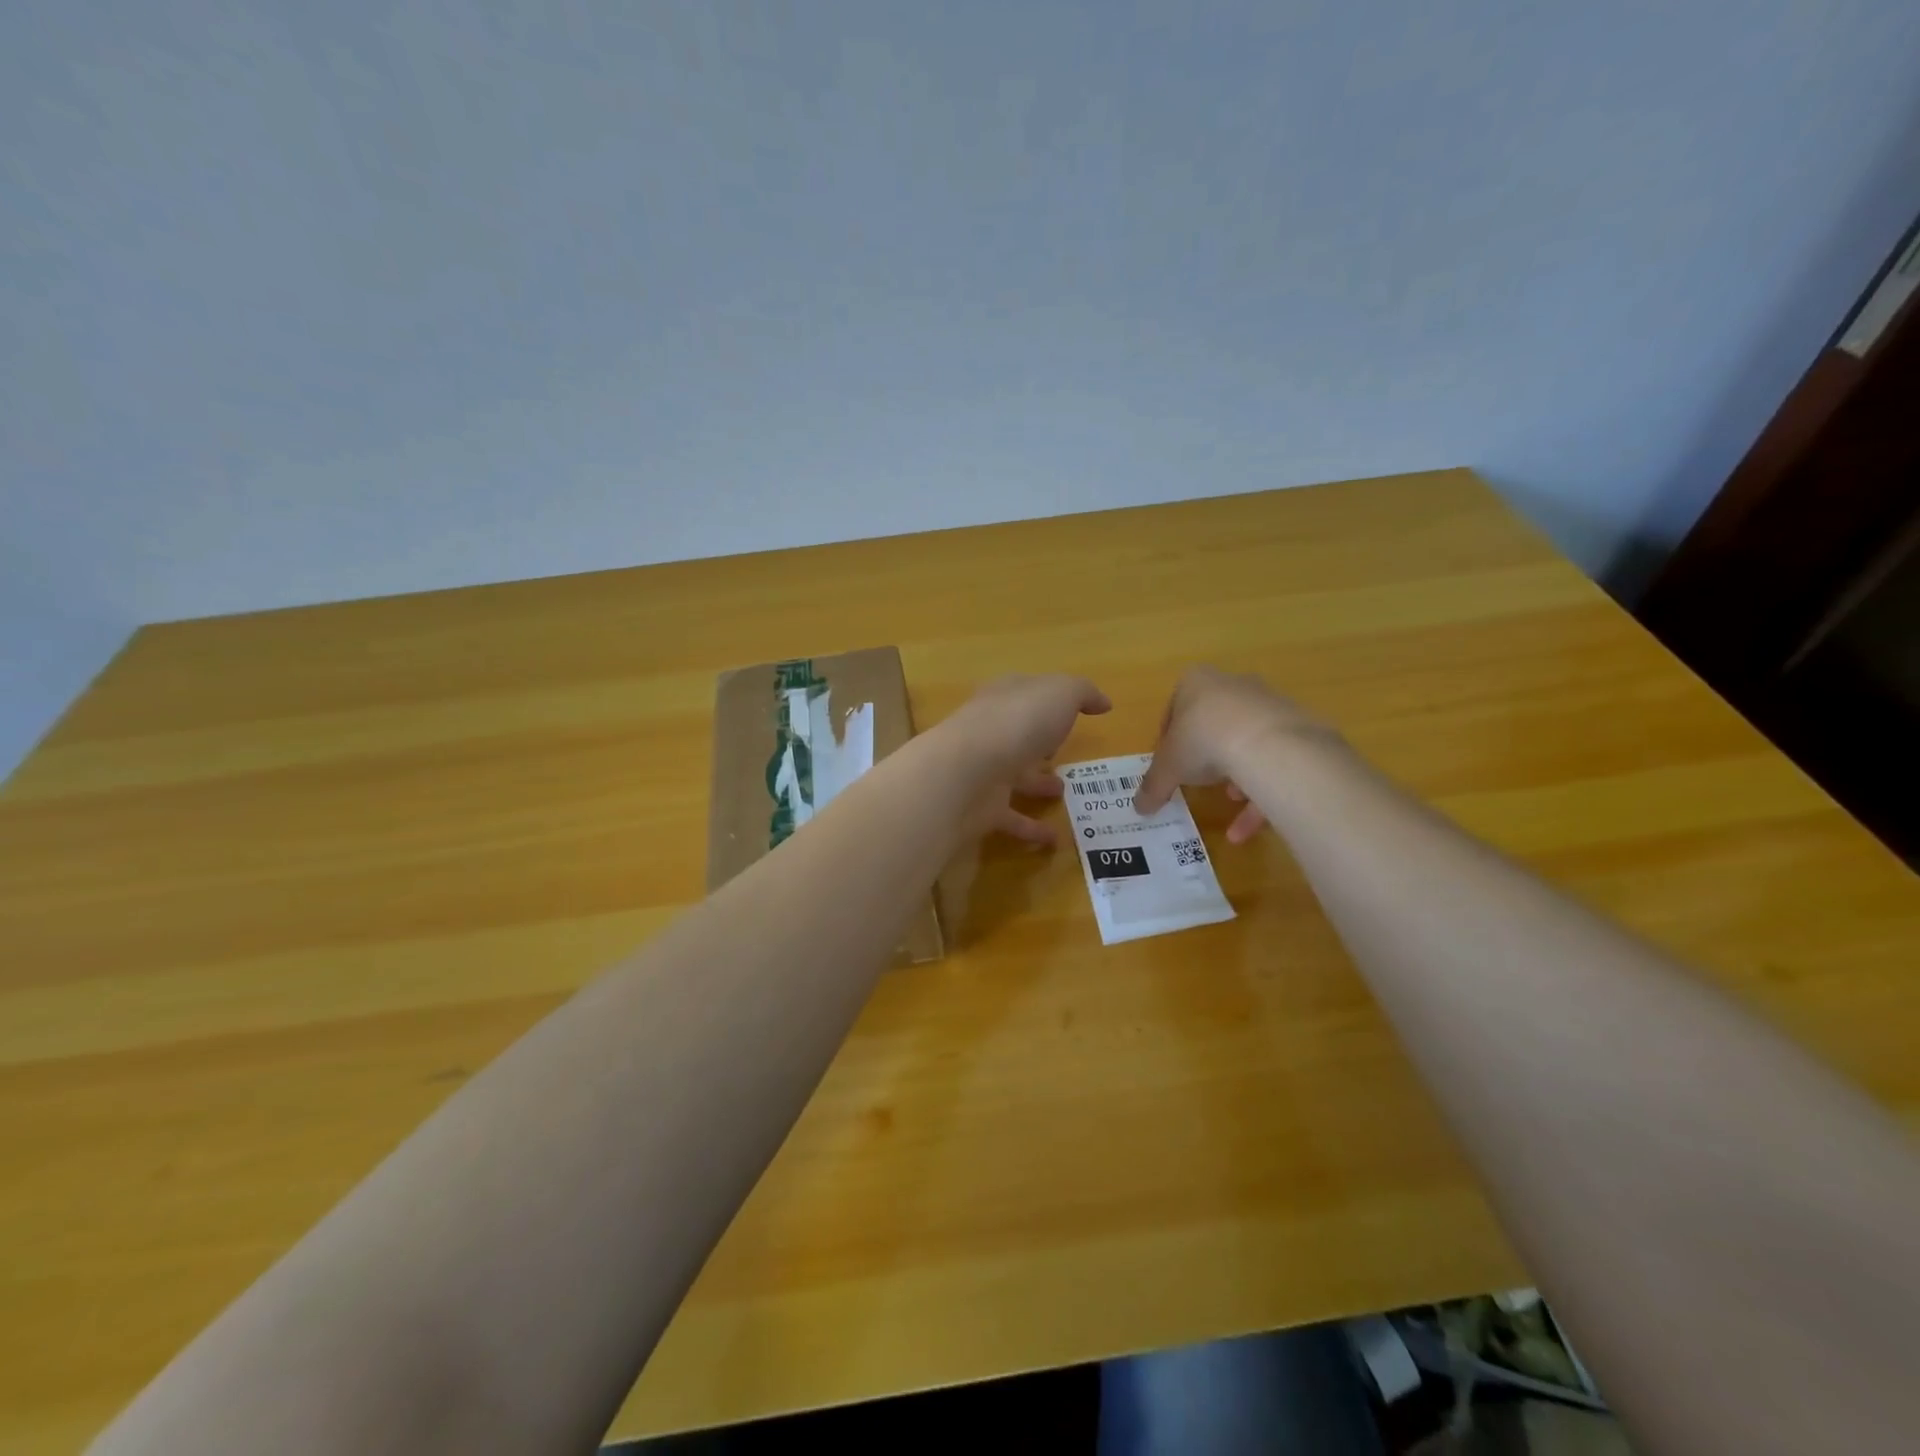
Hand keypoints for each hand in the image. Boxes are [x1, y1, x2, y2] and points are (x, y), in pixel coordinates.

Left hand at [938, 674, 1111, 847]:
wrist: (967, 772)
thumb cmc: (1018, 722)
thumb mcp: (1061, 694)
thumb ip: (1083, 693)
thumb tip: (1103, 702)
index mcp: (1005, 698)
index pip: (1026, 692)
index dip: (1048, 699)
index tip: (1074, 712)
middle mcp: (991, 731)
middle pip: (1018, 734)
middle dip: (1039, 742)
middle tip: (1063, 754)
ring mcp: (984, 770)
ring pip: (1014, 775)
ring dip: (1036, 783)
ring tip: (1063, 793)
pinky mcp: (982, 807)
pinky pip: (1012, 818)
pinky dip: (1032, 829)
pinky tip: (1055, 840)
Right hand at [1134, 667, 1340, 842]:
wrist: (1268, 743)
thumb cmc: (1202, 740)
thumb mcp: (1166, 768)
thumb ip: (1152, 786)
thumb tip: (1138, 808)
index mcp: (1196, 682)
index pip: (1175, 707)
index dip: (1168, 739)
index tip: (1168, 763)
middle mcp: (1233, 685)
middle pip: (1213, 722)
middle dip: (1206, 754)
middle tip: (1197, 780)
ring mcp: (1269, 704)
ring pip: (1246, 741)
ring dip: (1235, 772)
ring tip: (1228, 799)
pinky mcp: (1297, 727)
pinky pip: (1273, 760)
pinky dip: (1260, 792)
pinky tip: (1247, 828)